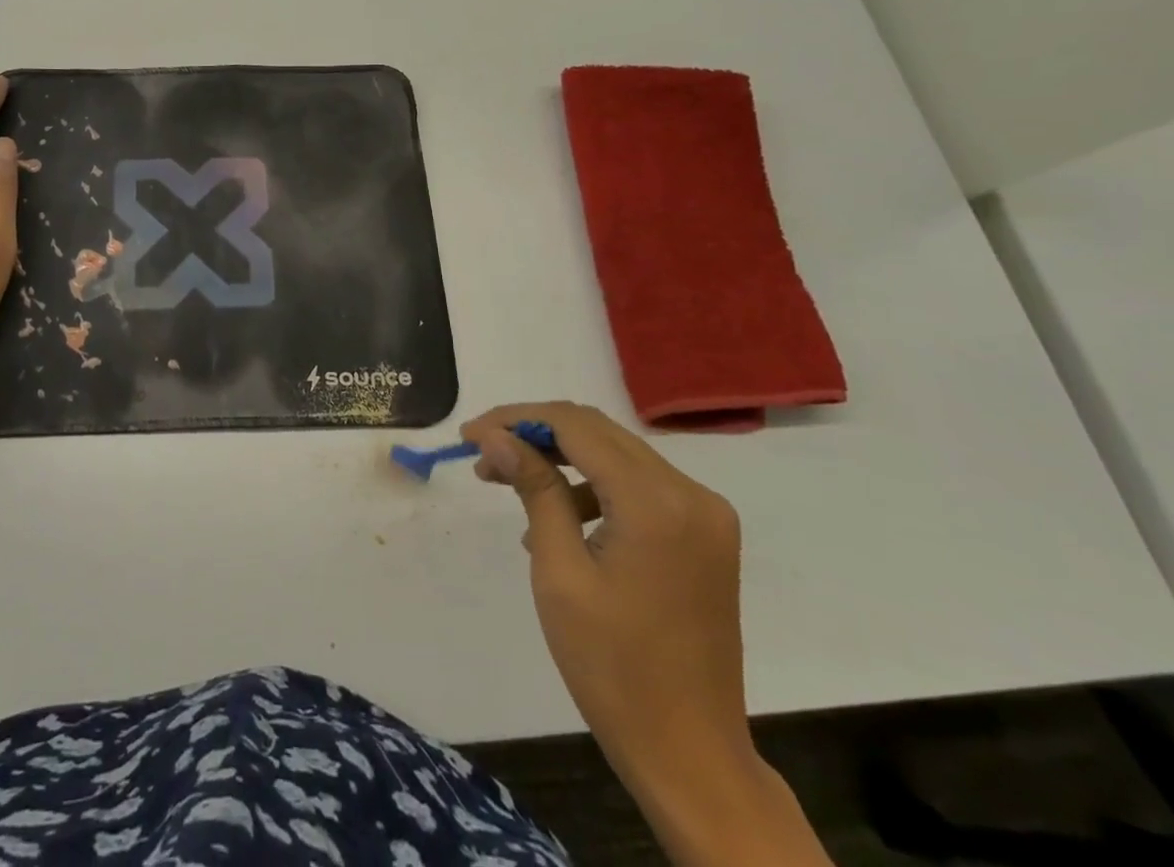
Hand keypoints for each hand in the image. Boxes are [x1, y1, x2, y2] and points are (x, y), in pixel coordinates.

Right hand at [463, 404, 825, 865]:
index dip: (516, 419)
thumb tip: (493, 434)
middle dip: (534, 433)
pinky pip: (638, 484)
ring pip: (616, 453)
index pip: (575, 426)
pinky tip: (557, 517)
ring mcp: (705, 513)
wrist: (691, 754)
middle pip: (597, 431)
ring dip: (561, 457)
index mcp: (655, 502)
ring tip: (508, 483)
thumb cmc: (613, 666)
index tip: (469, 434)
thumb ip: (533, 489)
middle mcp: (690, 493)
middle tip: (483, 453)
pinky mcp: (705, 533)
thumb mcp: (559, 571)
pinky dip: (593, 485)